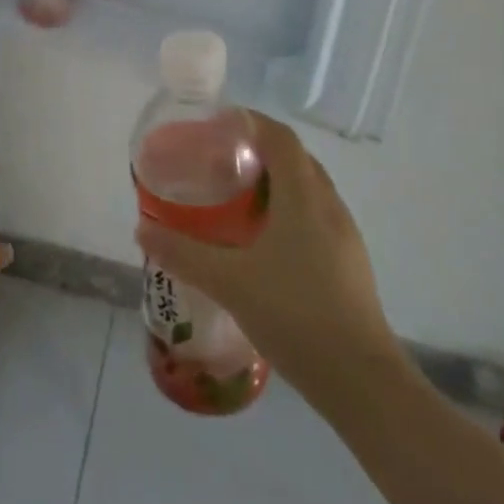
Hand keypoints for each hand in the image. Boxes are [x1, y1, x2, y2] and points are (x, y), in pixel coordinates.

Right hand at [136, 111, 400, 389]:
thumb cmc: (294, 313)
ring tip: (236, 198)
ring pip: (307, 189)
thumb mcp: (228, 281)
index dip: (249, 121)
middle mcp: (328, 205)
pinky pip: (315, 216)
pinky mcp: (349, 263)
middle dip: (258, 150)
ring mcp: (344, 235)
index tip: (216, 124)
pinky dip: (288, 211)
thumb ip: (182, 252)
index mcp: (303, 196)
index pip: (279, 137)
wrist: (361, 382)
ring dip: (275, 182)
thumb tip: (142, 227)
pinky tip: (263, 242)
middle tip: (218, 161)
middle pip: (294, 158)